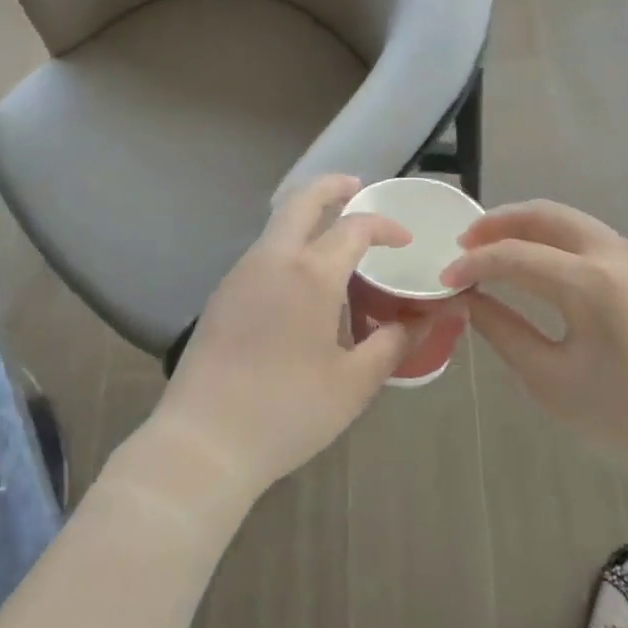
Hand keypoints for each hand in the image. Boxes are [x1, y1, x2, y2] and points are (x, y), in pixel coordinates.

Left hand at [146, 175, 462, 505]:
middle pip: (302, 200)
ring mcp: (240, 274)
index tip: (405, 240)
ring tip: (335, 236)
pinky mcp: (222, 294)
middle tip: (358, 187)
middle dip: (332, 186)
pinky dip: (289, 244)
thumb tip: (423, 319)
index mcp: (310, 274)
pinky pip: (263, 252)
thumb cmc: (288, 412)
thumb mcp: (353, 383)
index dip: (385, 226)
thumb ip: (392, 343)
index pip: (354, 227)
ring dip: (307, 216)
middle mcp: (272, 259)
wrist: (204, 441)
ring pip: (277, 224)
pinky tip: (302, 280)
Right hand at [442, 201, 627, 498]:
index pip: (513, 255)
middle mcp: (617, 254)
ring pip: (570, 221)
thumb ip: (500, 329)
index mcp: (591, 283)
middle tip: (463, 246)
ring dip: (527, 228)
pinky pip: (592, 238)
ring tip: (493, 252)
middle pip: (544, 215)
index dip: (472, 265)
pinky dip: (556, 241)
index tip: (443, 281)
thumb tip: (466, 299)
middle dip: (497, 224)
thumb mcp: (548, 378)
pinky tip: (538, 267)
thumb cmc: (625, 420)